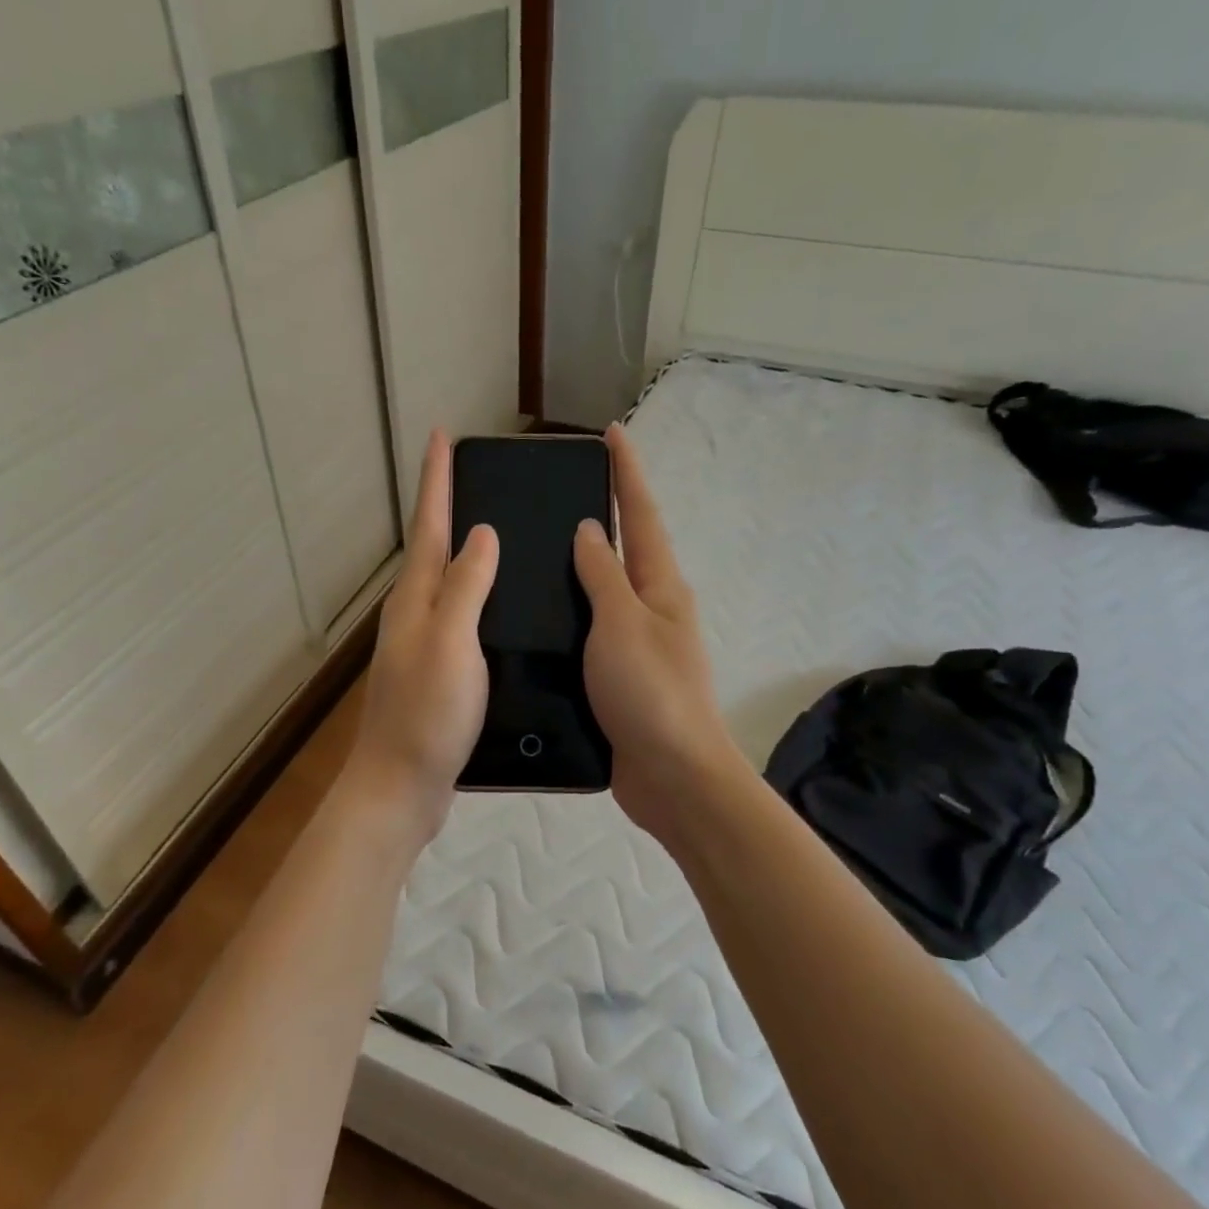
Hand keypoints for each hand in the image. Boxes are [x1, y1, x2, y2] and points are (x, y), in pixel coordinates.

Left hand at [348, 430, 497, 839]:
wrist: (401, 786)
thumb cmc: (427, 714)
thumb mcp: (451, 643)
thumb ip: (465, 587)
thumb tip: (481, 533)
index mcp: (415, 600)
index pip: (428, 526)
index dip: (436, 481)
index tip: (442, 436)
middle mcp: (413, 615)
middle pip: (431, 549)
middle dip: (446, 507)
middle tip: (471, 475)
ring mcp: (422, 646)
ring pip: (444, 583)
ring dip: (461, 551)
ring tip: (493, 530)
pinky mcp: (436, 674)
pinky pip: (458, 618)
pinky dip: (474, 597)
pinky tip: (496, 606)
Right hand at [573, 424, 742, 838]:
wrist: (672, 776)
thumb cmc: (650, 692)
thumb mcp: (622, 623)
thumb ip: (603, 575)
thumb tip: (591, 529)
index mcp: (660, 587)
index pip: (640, 515)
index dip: (626, 473)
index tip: (611, 433)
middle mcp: (652, 609)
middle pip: (625, 550)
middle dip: (603, 515)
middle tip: (559, 491)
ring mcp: (637, 645)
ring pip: (604, 593)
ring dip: (580, 568)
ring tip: (536, 549)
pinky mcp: (619, 679)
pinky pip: (591, 633)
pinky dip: (570, 616)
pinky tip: (539, 619)